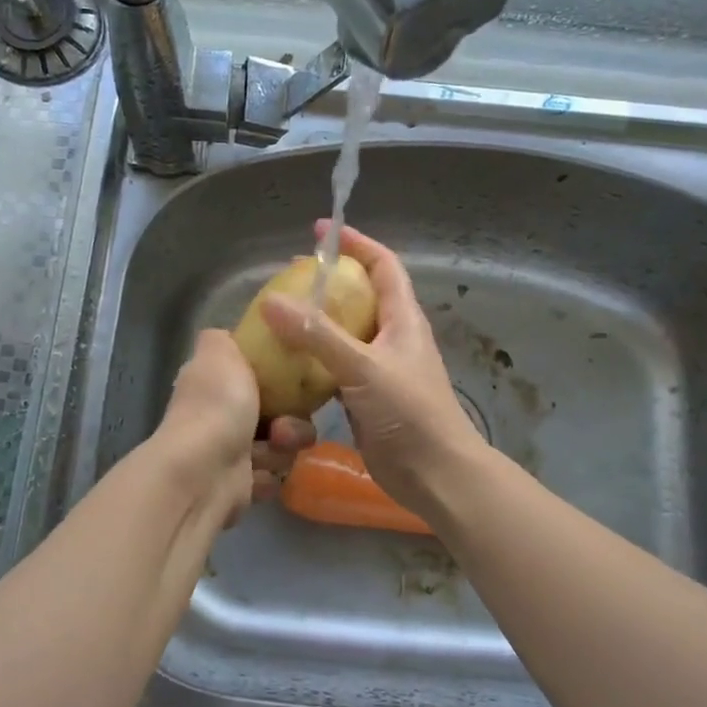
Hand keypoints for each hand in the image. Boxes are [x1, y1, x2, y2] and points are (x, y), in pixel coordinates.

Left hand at [155, 329, 315, 521]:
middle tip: (284, 425)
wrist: (205, 472)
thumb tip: (229, 337)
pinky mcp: (240, 485)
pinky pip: (274, 475)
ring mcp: (230, 452)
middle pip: (278, 411)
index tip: (296, 380)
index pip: (257, 375)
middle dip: (291, 419)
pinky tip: (260, 473)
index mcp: (215, 383)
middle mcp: (220, 416)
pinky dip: (271, 475)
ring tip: (273, 448)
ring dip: (284, 447)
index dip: (280, 377)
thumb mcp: (221, 352)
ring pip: (282, 444)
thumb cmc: (217, 405)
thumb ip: (225, 339)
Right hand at [258, 223, 481, 518]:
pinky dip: (314, 361)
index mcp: (403, 319)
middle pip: (361, 296)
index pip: (383, 265)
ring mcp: (380, 370)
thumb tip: (271, 301)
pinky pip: (336, 368)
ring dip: (317, 323)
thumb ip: (317, 335)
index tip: (321, 231)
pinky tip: (287, 365)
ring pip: (346, 334)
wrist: (435, 474)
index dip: (356, 244)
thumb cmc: (409, 413)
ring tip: (280, 317)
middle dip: (328, 282)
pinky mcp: (367, 399)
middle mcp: (393, 338)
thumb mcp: (363, 367)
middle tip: (288, 277)